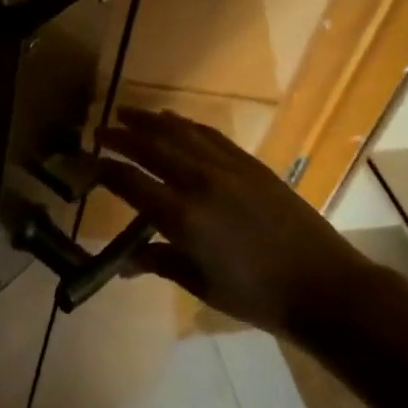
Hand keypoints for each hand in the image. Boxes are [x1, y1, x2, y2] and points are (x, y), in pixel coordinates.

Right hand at [96, 108, 355, 333]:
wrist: (324, 287)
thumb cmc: (256, 296)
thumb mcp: (200, 284)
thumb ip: (159, 262)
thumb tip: (124, 263)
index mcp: (182, 217)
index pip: (129, 182)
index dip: (102, 169)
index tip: (84, 162)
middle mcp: (200, 183)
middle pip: (150, 147)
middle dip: (120, 135)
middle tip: (99, 129)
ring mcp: (227, 168)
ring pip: (179, 133)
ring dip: (149, 120)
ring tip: (127, 111)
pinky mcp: (250, 164)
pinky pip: (210, 135)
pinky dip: (185, 125)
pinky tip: (173, 121)